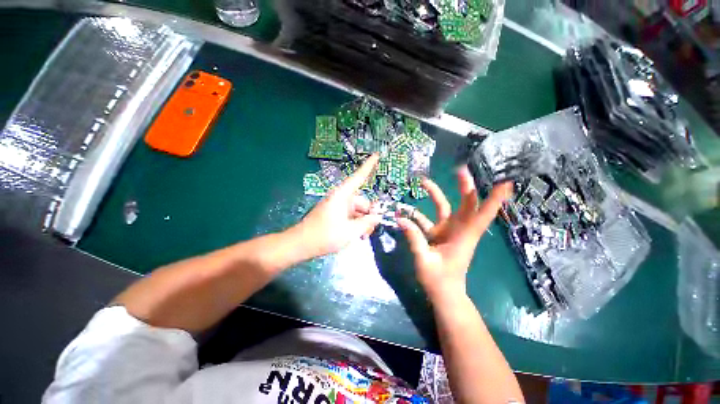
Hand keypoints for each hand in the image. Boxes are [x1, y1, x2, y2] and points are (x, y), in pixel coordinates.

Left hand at [294, 154, 381, 257]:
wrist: (300, 244)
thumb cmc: (325, 235)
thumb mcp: (351, 231)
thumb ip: (367, 223)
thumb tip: (378, 216)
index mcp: (343, 195)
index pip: (359, 177)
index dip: (369, 166)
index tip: (377, 155)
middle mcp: (341, 198)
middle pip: (362, 201)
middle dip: (369, 215)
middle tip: (371, 230)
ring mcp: (337, 206)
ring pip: (357, 210)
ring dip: (363, 222)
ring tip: (363, 236)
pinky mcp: (334, 214)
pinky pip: (350, 215)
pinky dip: (355, 223)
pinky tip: (357, 235)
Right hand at [397, 167, 511, 301]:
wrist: (444, 294)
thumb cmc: (439, 281)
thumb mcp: (424, 261)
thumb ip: (414, 239)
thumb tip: (400, 218)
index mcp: (463, 236)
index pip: (482, 214)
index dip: (494, 199)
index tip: (505, 181)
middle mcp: (459, 230)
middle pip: (466, 204)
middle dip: (465, 186)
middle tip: (459, 169)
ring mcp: (448, 231)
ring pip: (445, 208)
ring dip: (436, 194)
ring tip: (423, 182)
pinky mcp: (438, 234)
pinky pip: (428, 219)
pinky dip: (417, 214)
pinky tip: (404, 211)